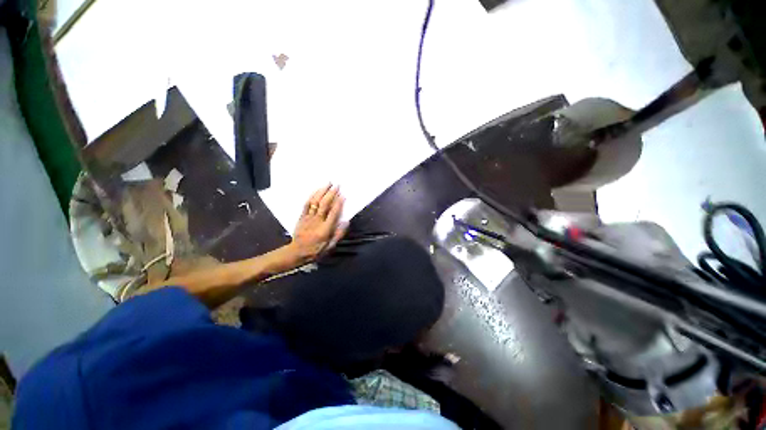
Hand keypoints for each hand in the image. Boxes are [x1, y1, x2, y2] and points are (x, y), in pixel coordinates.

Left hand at [288, 184, 346, 262]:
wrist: (297, 252)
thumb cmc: (316, 250)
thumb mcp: (331, 246)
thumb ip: (339, 234)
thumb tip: (346, 221)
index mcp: (325, 229)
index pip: (334, 213)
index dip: (339, 203)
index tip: (343, 195)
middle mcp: (317, 221)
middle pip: (324, 204)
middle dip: (331, 193)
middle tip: (337, 185)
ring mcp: (308, 218)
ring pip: (315, 202)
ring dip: (322, 191)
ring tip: (327, 183)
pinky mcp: (301, 216)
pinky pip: (306, 204)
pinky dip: (312, 196)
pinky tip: (317, 190)